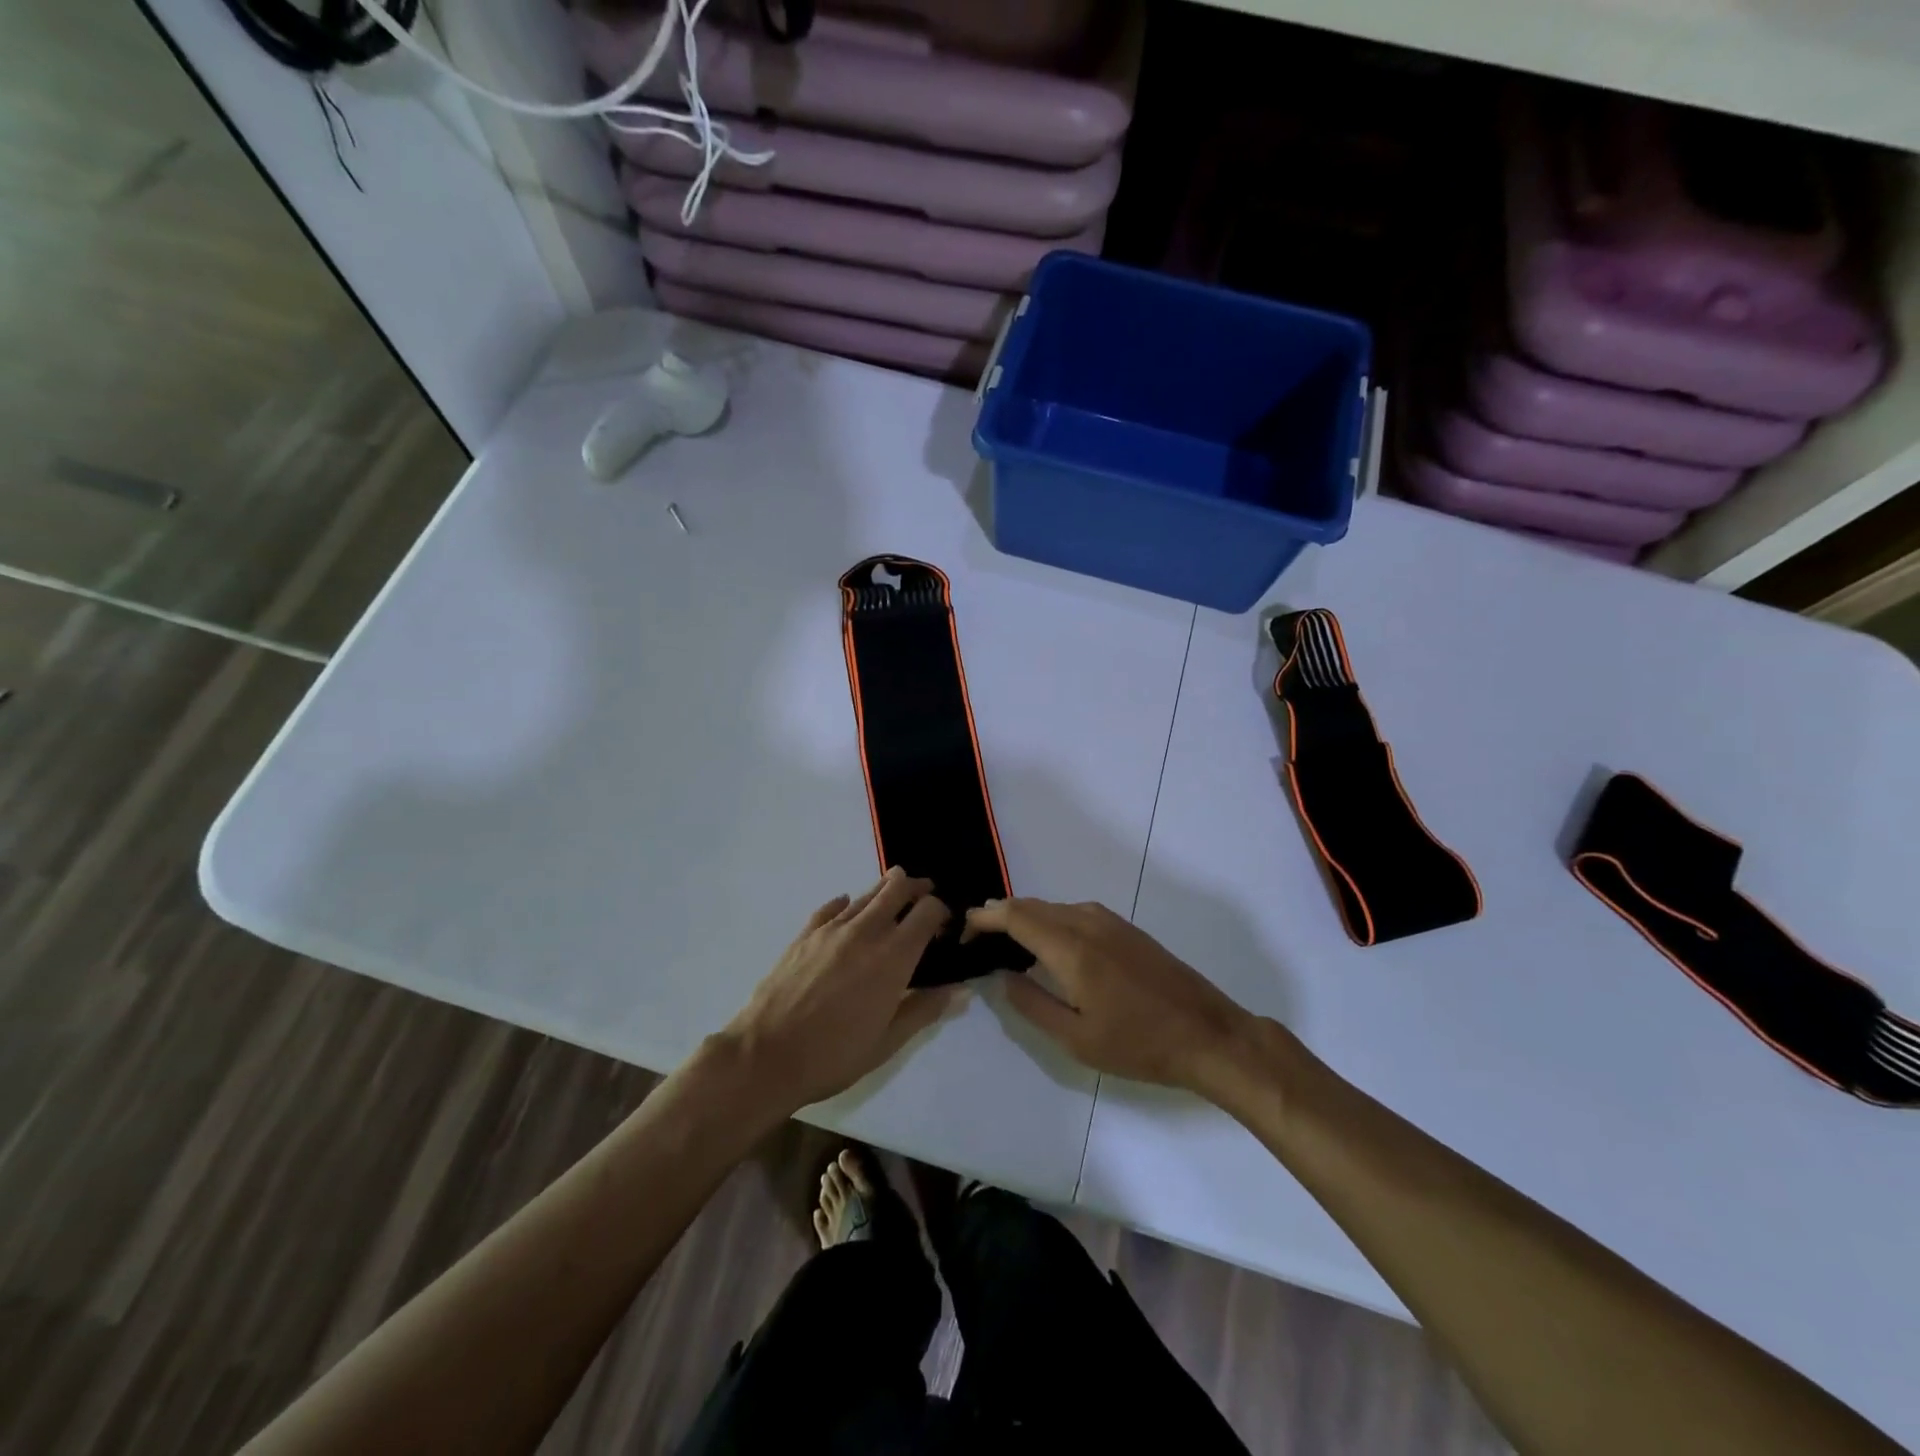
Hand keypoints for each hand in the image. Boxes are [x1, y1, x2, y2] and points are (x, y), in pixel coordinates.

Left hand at [724, 868, 964, 1111]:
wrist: (766, 1055)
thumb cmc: (834, 1055)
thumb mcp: (887, 1042)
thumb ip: (924, 1010)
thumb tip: (958, 989)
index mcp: (893, 957)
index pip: (927, 911)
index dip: (941, 911)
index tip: (944, 925)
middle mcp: (866, 932)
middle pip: (897, 888)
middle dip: (915, 887)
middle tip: (923, 895)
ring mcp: (832, 929)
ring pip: (865, 894)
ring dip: (884, 891)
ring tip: (892, 896)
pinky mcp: (805, 934)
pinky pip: (831, 907)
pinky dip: (846, 904)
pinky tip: (847, 908)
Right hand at [966, 898, 1255, 1093]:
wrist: (1208, 1034)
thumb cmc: (1138, 1044)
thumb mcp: (1075, 1039)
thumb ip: (1032, 1004)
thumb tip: (1002, 976)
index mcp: (1071, 947)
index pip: (1014, 915)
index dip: (983, 918)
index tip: (962, 932)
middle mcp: (1087, 922)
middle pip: (1031, 905)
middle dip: (999, 916)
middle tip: (977, 942)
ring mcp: (1110, 921)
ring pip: (1053, 907)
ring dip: (1025, 917)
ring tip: (1006, 945)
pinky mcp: (1125, 928)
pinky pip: (1074, 912)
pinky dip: (1050, 921)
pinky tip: (1049, 946)